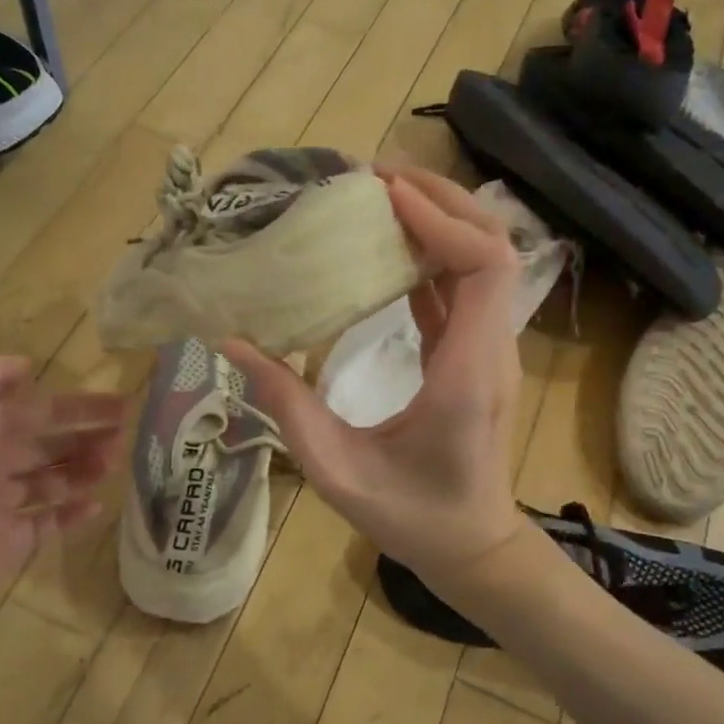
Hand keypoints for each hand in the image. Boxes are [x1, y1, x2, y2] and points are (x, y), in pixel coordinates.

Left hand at [0, 357, 125, 623]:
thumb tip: (25, 364)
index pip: (39, 411)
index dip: (79, 406)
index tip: (121, 404)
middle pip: (47, 446)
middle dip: (86, 438)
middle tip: (125, 437)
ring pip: (51, 483)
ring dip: (83, 472)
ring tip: (112, 467)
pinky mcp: (5, 545)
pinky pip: (45, 526)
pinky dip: (71, 516)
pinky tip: (97, 506)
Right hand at [225, 169, 528, 583]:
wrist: (472, 547)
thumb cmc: (411, 517)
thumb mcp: (337, 470)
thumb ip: (286, 405)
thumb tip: (233, 343)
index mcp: (467, 373)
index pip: (483, 268)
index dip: (441, 220)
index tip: (386, 194)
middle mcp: (490, 351)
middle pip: (491, 248)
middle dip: (441, 201)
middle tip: (375, 177)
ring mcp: (489, 351)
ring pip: (482, 263)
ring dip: (438, 221)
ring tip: (378, 198)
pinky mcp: (475, 356)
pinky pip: (463, 290)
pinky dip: (432, 256)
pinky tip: (387, 249)